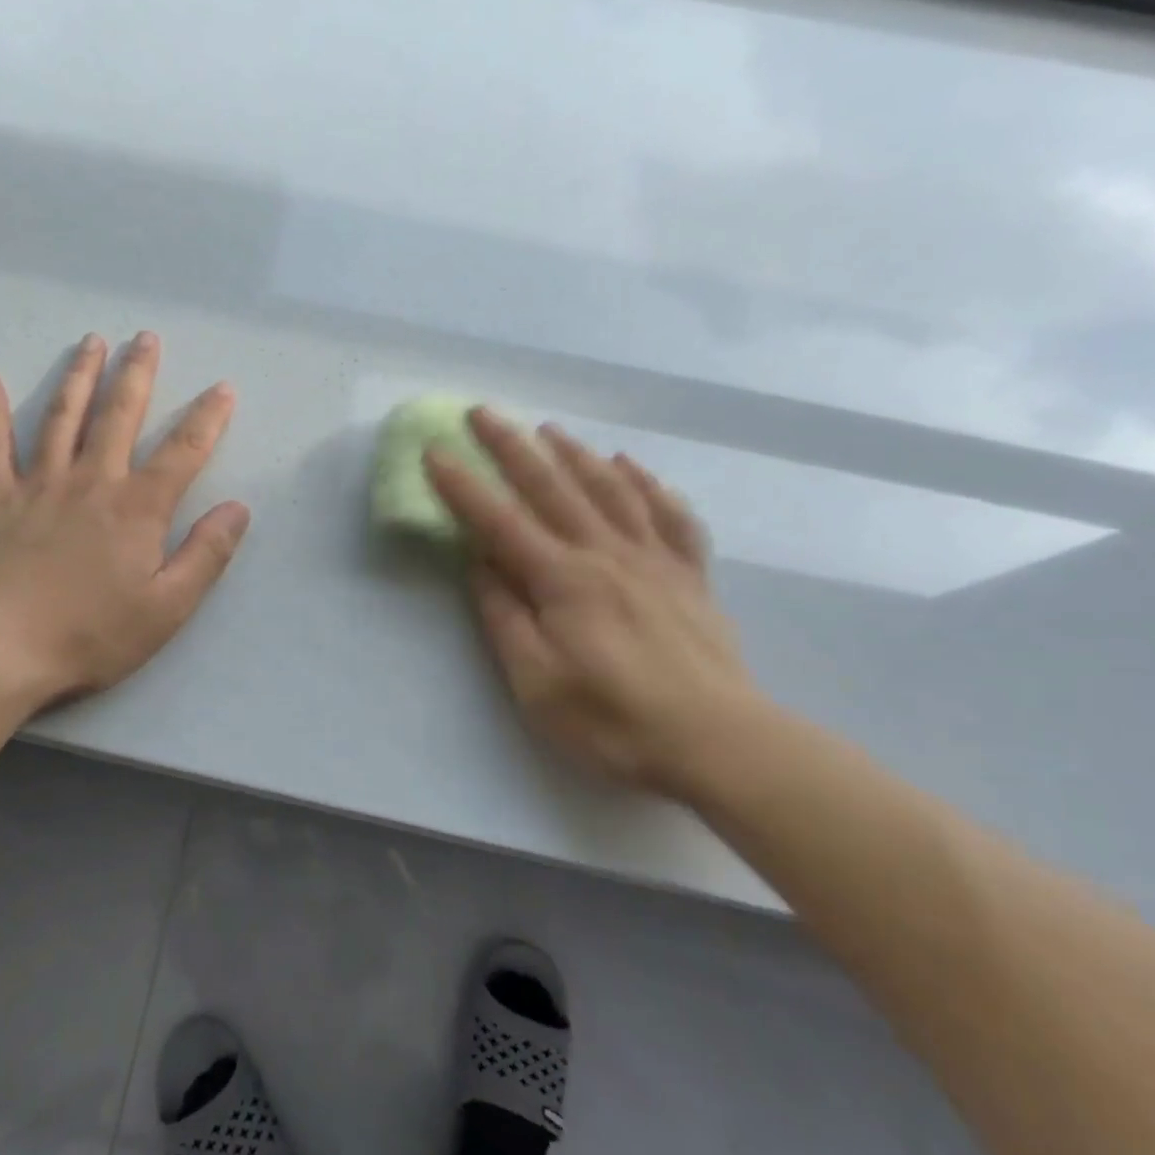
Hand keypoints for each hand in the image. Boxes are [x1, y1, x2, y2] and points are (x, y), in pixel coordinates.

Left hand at [0, 332, 249, 709]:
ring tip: (91, 341)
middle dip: (137, 374)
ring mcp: (40, 485)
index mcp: (138, 508)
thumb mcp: (169, 606)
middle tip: (146, 337)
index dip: (207, 418)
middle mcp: (92, 481)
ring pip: (61, 417)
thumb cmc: (94, 633)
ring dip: (79, 376)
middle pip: (119, 415)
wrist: (4, 649)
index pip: (183, 452)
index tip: (223, 388)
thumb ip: (207, 554)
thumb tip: (238, 508)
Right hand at [427, 409, 760, 797]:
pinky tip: (631, 466)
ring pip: (610, 488)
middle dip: (511, 446)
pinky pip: (670, 514)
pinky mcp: (689, 574)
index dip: (463, 486)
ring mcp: (654, 559)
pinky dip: (648, 484)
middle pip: (552, 487)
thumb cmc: (614, 720)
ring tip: (549, 430)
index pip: (500, 522)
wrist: (718, 742)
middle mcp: (606, 553)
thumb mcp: (536, 683)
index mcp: (563, 580)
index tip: (436, 451)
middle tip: (484, 412)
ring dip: (575, 454)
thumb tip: (480, 565)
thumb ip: (505, 617)